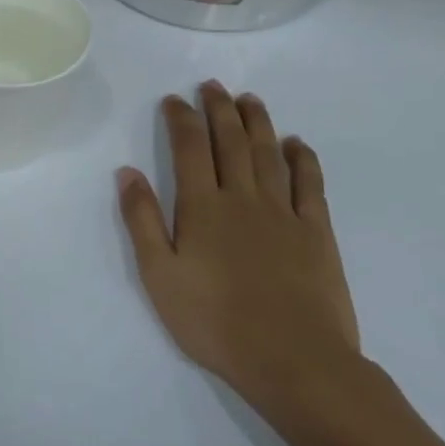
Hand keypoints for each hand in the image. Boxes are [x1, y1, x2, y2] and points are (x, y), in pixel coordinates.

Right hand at [117, 82, 361, 414]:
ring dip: (258, 123)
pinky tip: (296, 144)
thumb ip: (142, 220)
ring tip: (250, 99)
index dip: (181, 120)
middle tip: (212, 85)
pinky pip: (310, 184)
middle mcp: (243, 198)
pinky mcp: (316, 233)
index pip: (189, 149)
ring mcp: (284, 213)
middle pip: (231, 142)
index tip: (174, 99)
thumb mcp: (158, 274)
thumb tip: (127, 172)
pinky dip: (303, 159)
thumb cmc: (213, 321)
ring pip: (269, 154)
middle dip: (219, 110)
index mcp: (202, 207)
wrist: (293, 360)